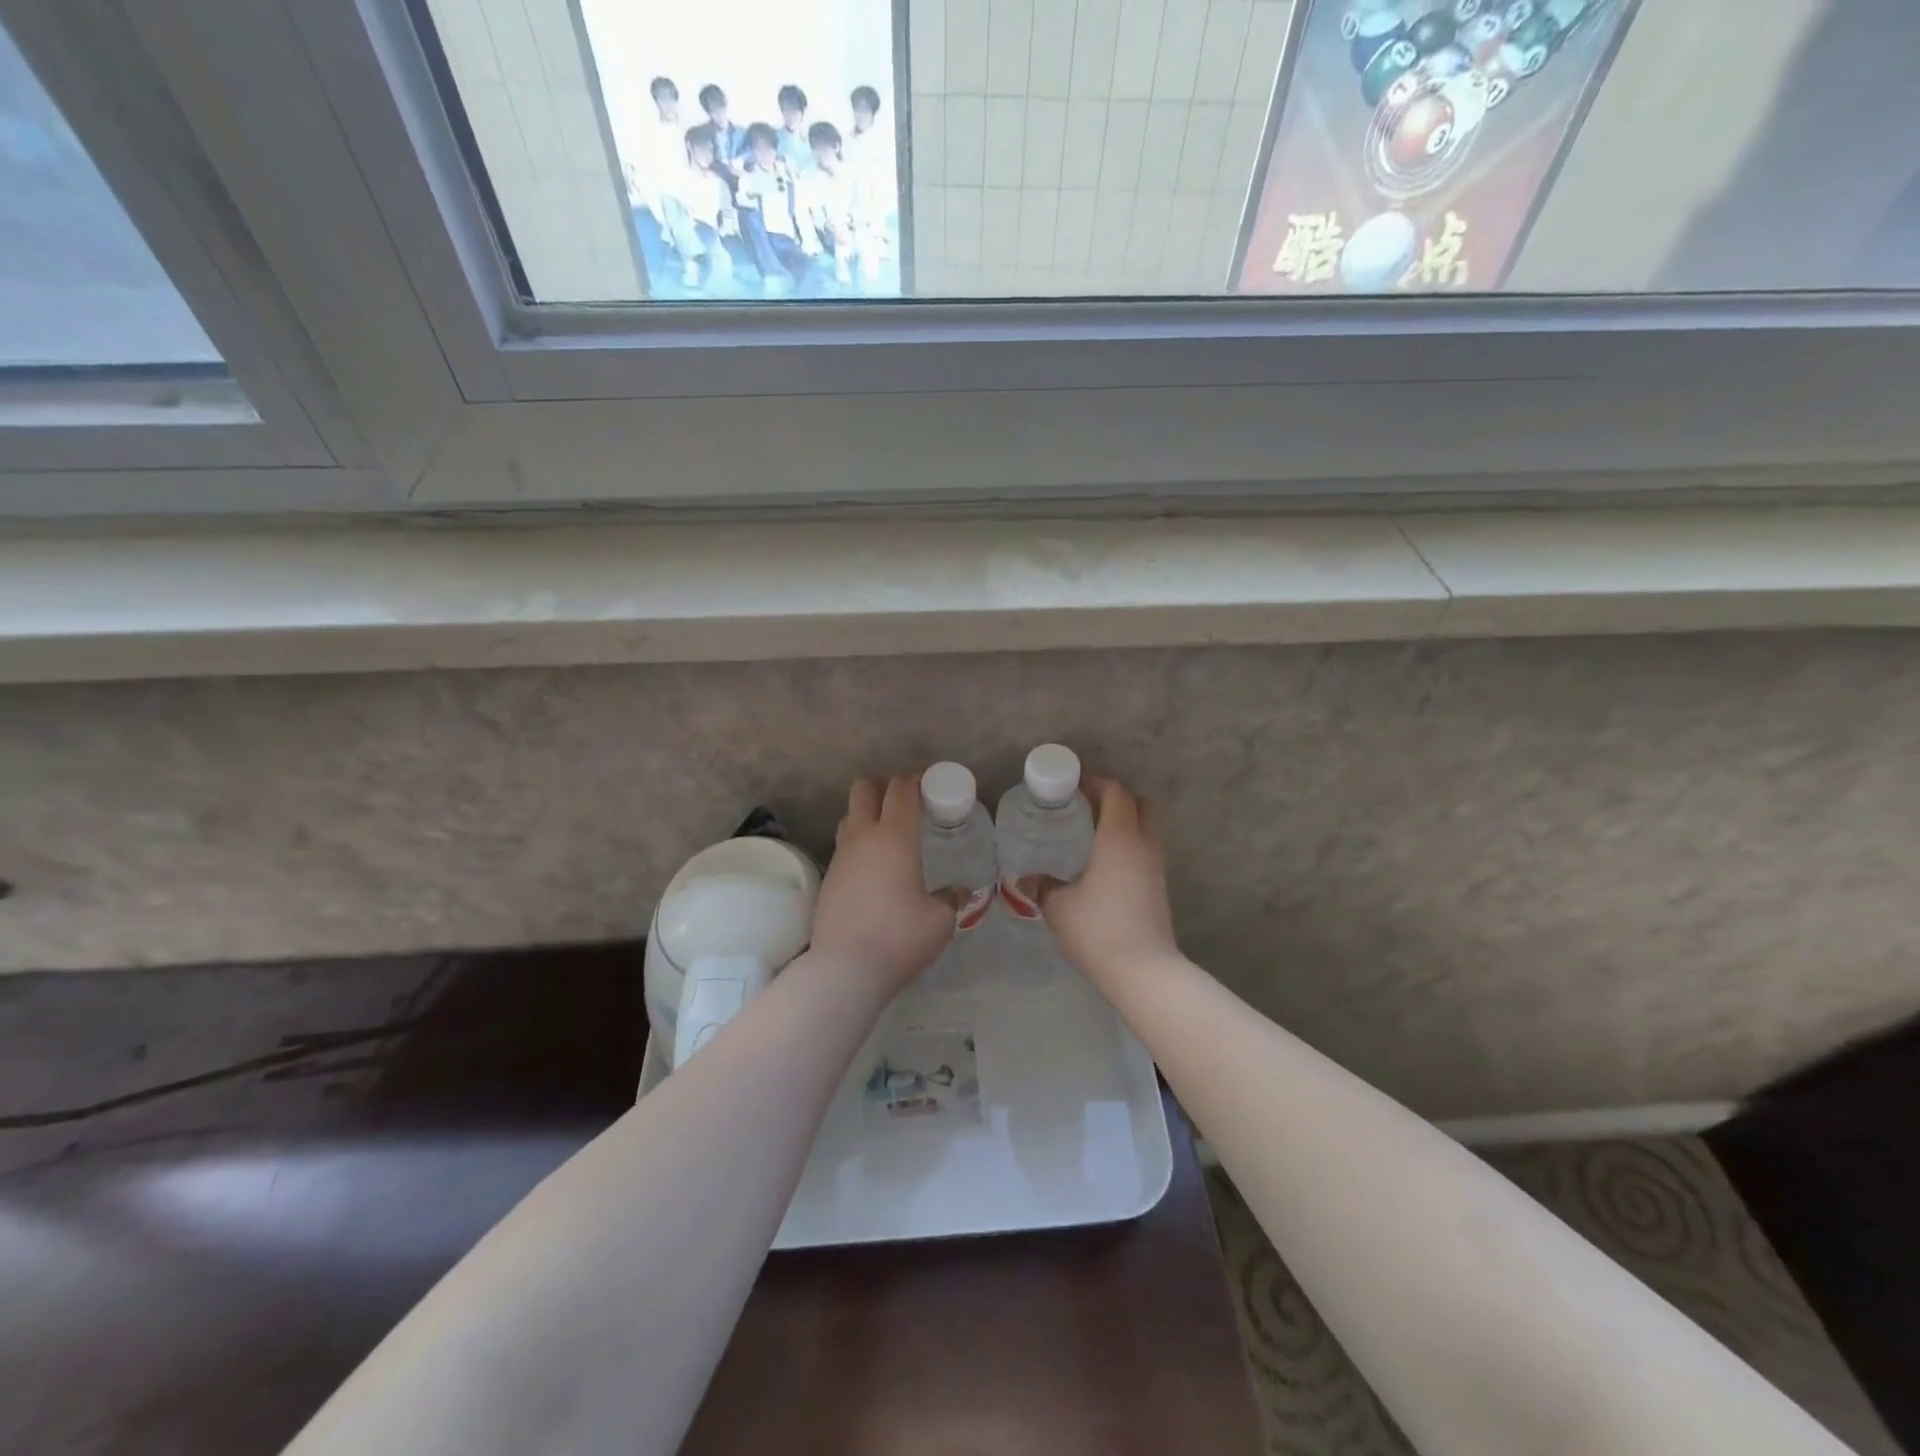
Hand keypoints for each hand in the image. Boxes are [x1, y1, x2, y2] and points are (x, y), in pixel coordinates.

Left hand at [811, 775, 953, 992]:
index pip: (901, 789)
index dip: (916, 778)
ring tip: (888, 839)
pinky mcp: (827, 879)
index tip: (929, 781)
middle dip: (884, 788)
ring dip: (867, 816)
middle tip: (905, 806)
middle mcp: (863, 837)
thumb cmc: (899, 937)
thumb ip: (950, 899)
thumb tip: (956, 893)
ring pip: (849, 817)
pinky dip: (858, 847)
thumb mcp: (939, 920)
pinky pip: (843, 848)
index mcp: (895, 837)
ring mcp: (840, 857)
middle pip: (864, 789)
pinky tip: (873, 872)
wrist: (844, 969)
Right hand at [1034, 775, 1177, 982]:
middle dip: (1115, 797)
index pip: (1115, 792)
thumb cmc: (1098, 929)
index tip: (1072, 784)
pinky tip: (1104, 862)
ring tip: (1092, 832)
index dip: (1095, 781)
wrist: (1144, 971)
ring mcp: (1156, 866)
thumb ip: (1042, 886)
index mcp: (1120, 837)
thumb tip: (1026, 877)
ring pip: (1146, 827)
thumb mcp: (1059, 906)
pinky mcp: (1159, 886)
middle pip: (1139, 803)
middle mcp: (1143, 844)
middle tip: (1085, 805)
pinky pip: (1146, 849)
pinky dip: (1129, 843)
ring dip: (1125, 820)